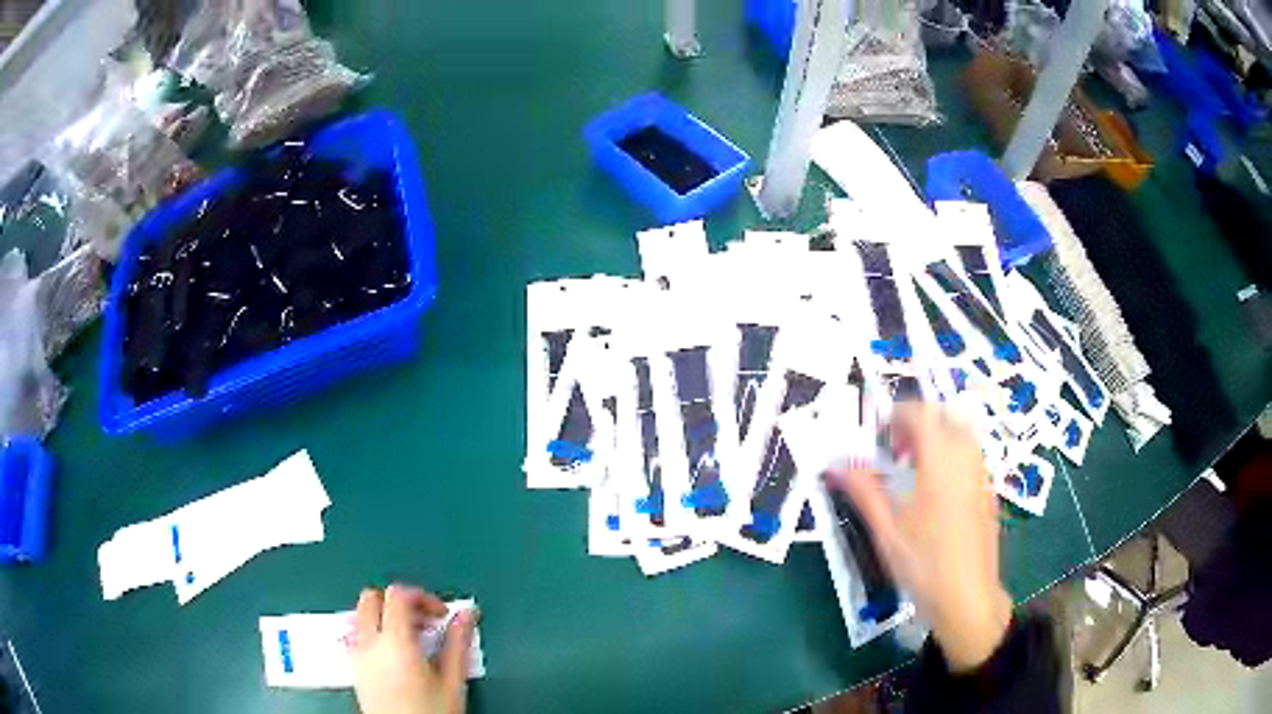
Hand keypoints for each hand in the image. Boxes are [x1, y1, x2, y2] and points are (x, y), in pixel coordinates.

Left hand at [351, 584, 476, 713]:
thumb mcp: (453, 681)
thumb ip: (458, 643)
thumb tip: (467, 614)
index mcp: (394, 642)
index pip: (398, 596)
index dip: (422, 596)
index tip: (442, 613)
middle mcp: (368, 643)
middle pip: (372, 598)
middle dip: (399, 602)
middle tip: (426, 622)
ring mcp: (357, 655)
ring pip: (361, 614)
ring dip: (385, 616)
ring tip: (414, 639)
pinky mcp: (354, 668)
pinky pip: (357, 635)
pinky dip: (374, 632)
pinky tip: (396, 654)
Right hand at [827, 402, 1010, 671]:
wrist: (967, 598)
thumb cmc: (923, 564)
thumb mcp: (886, 530)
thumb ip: (863, 490)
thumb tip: (835, 465)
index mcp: (940, 459)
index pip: (920, 413)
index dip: (896, 415)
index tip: (878, 436)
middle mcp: (966, 457)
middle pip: (944, 416)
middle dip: (918, 423)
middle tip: (895, 451)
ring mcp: (982, 474)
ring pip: (961, 434)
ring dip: (936, 439)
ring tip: (914, 471)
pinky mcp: (989, 492)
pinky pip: (971, 456)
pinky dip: (951, 457)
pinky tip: (936, 494)